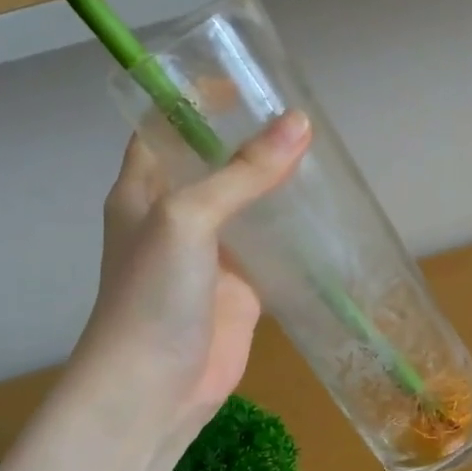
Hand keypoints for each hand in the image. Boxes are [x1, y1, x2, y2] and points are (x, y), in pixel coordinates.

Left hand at [74, 112, 310, 437]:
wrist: (153, 390)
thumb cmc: (152, 296)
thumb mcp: (189, 219)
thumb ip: (243, 175)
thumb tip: (299, 124)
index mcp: (144, 189)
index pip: (165, 127)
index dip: (196, 100)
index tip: (244, 80)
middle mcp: (176, 216)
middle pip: (214, 165)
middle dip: (251, 140)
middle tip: (301, 116)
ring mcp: (212, 255)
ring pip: (248, 208)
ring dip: (277, 186)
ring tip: (324, 156)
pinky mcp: (242, 290)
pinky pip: (272, 252)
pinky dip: (295, 235)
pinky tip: (327, 217)